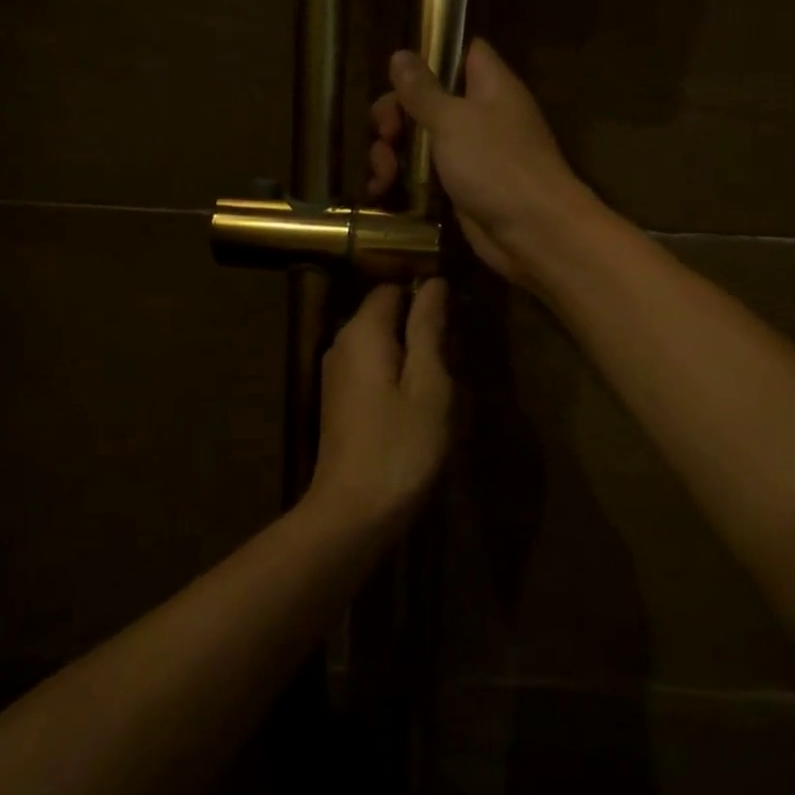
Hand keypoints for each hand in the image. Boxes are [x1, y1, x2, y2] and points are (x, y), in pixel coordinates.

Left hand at [307, 281, 450, 528]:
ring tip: (446, 381)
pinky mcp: (340, 399)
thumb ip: (429, 327)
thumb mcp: (429, 383)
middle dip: (422, 325)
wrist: (354, 511)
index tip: (457, 318)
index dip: (425, 294)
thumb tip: (434, 283)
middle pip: (385, 313)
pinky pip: (373, 367)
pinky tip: (421, 401)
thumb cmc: (402, 445)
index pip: (392, 287)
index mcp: (362, 331)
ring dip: (413, 352)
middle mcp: (342, 343)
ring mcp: (337, 373)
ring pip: (381, 342)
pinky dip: (398, 373)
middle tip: (457, 355)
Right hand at [367, 39, 599, 287]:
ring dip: (392, 154)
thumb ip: (423, 90)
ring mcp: (473, 154)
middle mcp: (482, 115)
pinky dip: (403, 180)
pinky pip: (426, 174)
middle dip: (396, 115)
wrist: (533, 231)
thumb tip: (401, 54)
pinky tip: (380, 192)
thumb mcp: (452, 120)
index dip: (431, 56)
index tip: (399, 73)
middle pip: (429, 99)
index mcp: (489, 85)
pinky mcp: (463, 188)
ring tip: (382, 177)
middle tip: (386, 135)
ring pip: (421, 140)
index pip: (463, 51)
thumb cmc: (496, 164)